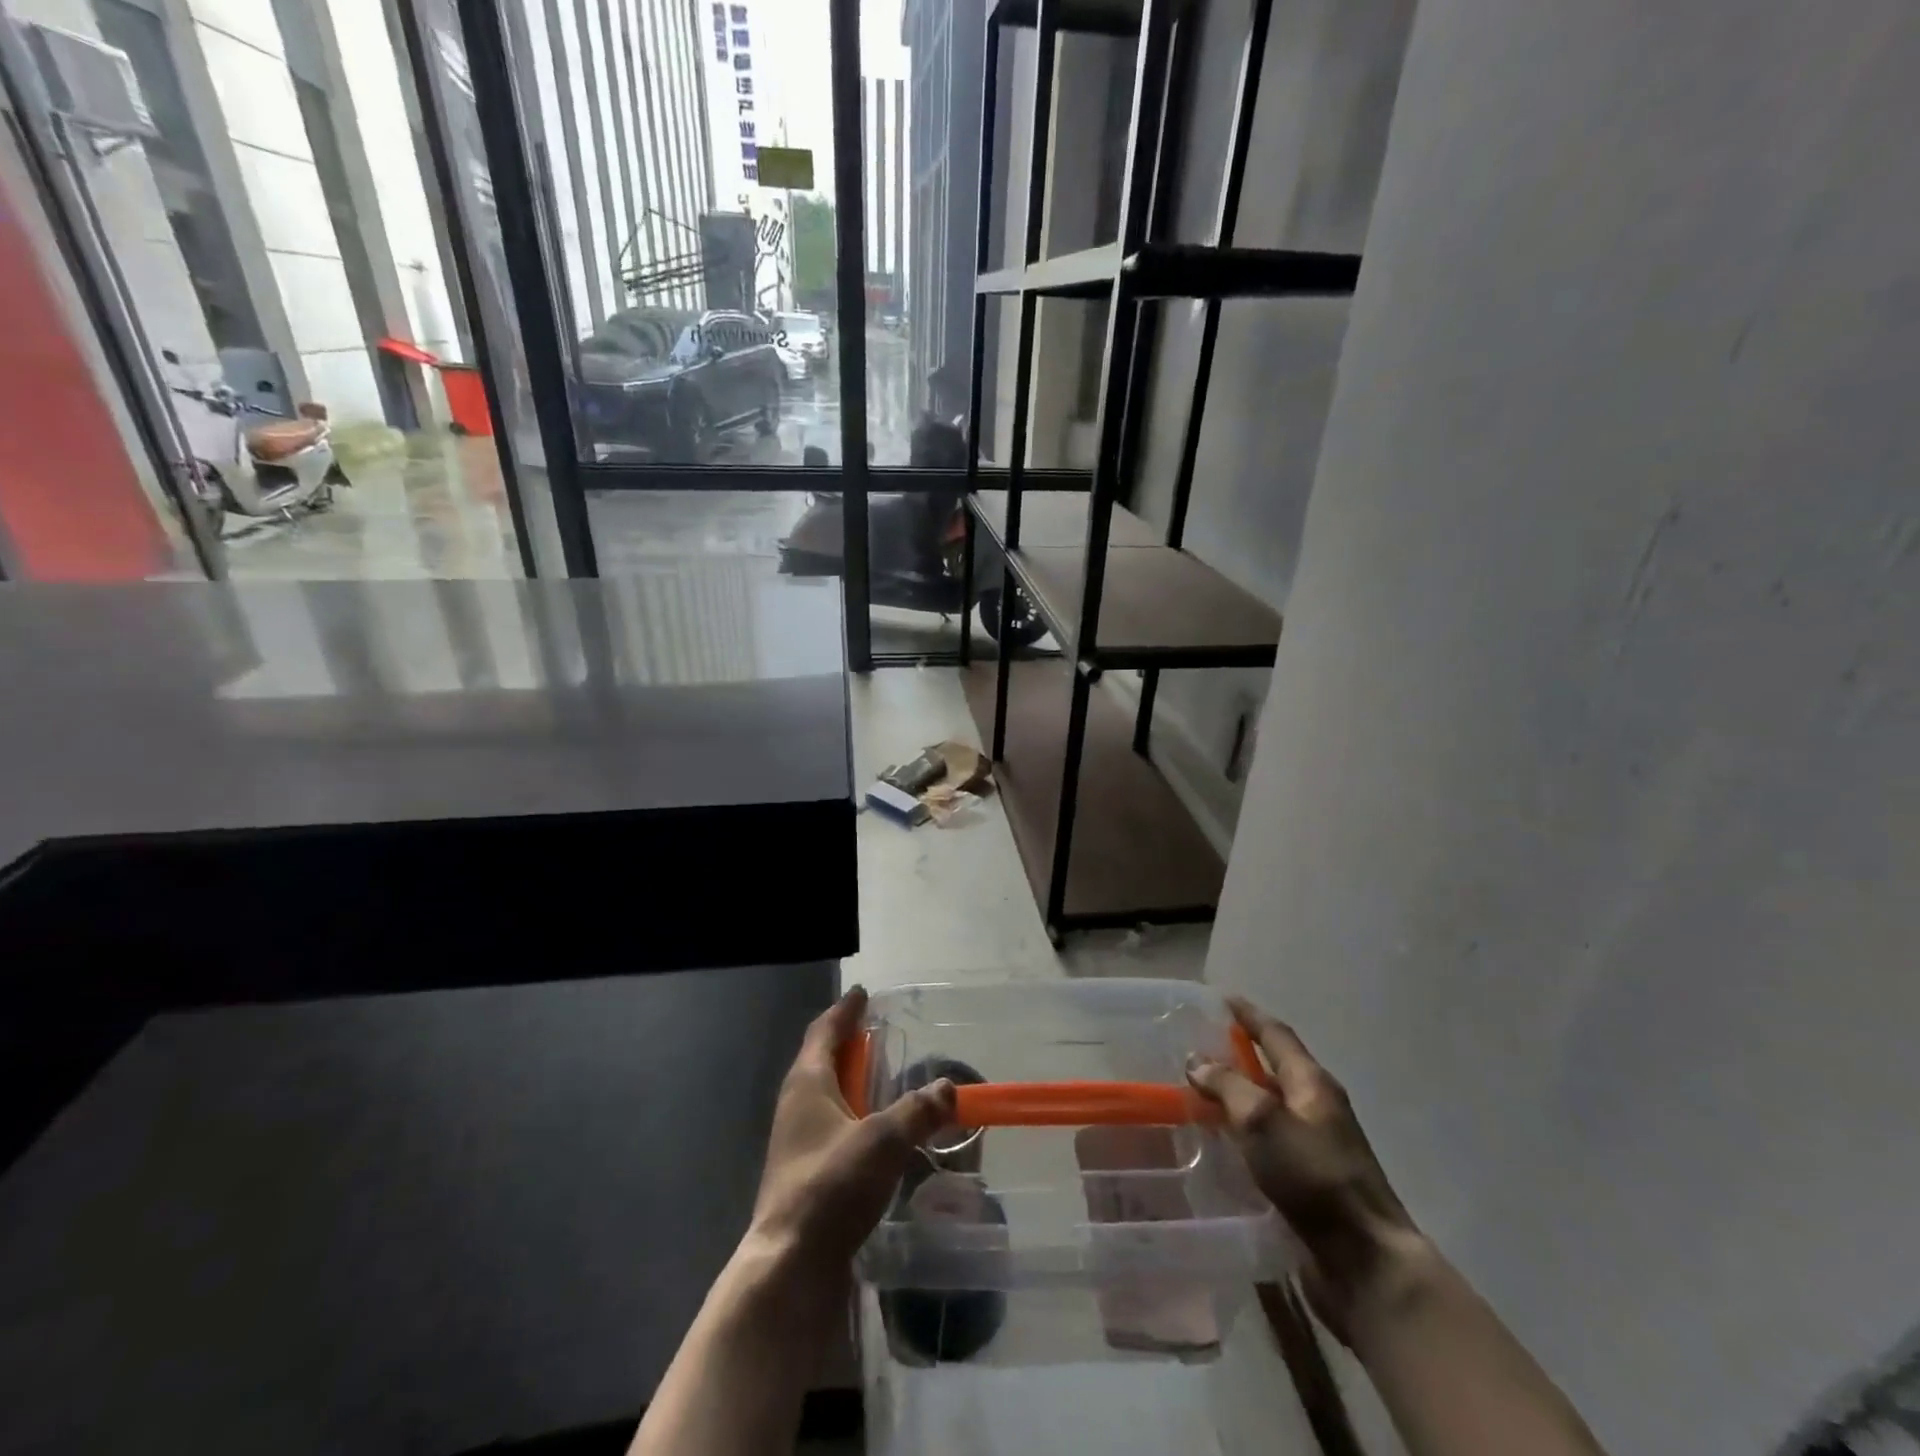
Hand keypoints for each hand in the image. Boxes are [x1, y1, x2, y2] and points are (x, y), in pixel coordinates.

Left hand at [748, 987, 955, 1271]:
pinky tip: (878, 1134)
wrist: (789, 1266)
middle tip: (880, 1034)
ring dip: (854, 1084)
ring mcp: (797, 1142)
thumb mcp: (883, 1140)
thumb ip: (918, 1110)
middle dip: (850, 1044)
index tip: (863, 993)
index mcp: (807, 1082)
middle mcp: (797, 1105)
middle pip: (823, 1060)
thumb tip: (950, 1086)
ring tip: (885, 1081)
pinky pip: (833, 1128)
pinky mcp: (805, 1175)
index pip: (825, 1031)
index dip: (845, 1011)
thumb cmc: (831, 1187)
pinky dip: (856, 1118)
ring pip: (828, 1097)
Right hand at [1188, 996, 1422, 1337]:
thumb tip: (1197, 1061)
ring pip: (1268, 1107)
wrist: (1365, 1263)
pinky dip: (1242, 1133)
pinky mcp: (1308, 1181)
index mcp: (1312, 1083)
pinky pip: (1268, 1143)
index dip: (1248, 1014)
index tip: (1221, 996)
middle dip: (1239, 1054)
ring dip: (1237, 1096)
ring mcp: (1316, 1146)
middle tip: (1198, 1046)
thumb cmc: (1314, 1178)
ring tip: (1198, 1093)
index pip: (1276, 1034)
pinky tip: (1217, 1143)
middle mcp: (1317, 1107)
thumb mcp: (1262, 1121)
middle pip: (1274, 1068)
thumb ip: (1227, 1086)